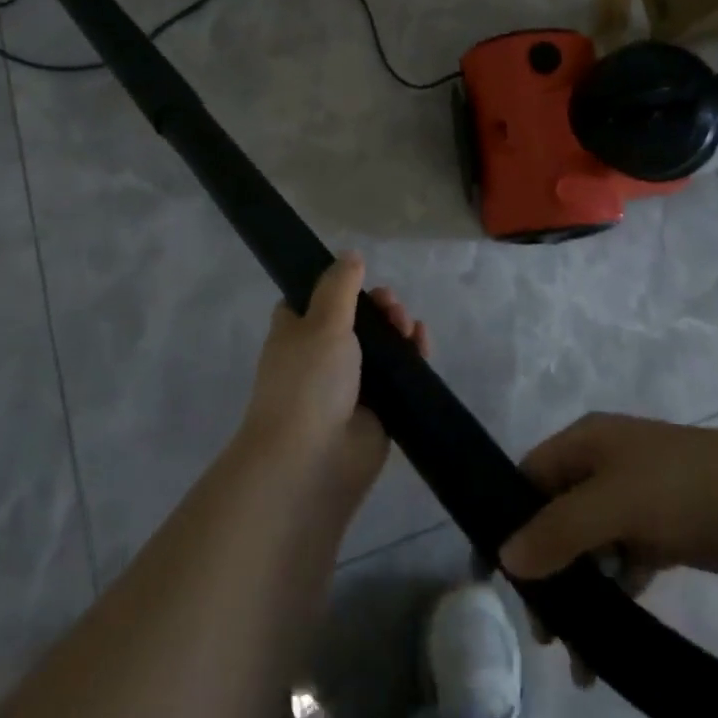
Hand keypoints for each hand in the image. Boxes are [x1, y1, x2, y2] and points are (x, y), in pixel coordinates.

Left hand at [237, 252, 429, 511]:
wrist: (311, 463)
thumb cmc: (308, 381)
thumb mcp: (322, 321)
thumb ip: (340, 286)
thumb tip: (351, 255)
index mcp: (296, 331)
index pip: (315, 299)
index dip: (340, 286)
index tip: (362, 279)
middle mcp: (320, 355)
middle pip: (356, 319)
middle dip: (378, 307)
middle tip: (391, 307)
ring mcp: (349, 384)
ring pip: (380, 346)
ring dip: (397, 329)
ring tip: (407, 327)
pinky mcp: (376, 410)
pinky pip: (398, 375)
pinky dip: (412, 357)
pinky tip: (422, 343)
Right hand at [498, 413, 717, 686]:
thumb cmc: (679, 488)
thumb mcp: (612, 503)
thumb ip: (557, 530)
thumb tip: (504, 557)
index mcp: (586, 441)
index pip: (530, 477)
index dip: (510, 520)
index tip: (494, 576)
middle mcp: (604, 463)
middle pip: (557, 515)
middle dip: (547, 570)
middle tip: (545, 630)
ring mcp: (635, 497)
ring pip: (589, 545)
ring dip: (580, 593)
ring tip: (577, 653)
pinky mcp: (662, 531)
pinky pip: (621, 562)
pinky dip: (613, 595)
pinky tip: (611, 640)